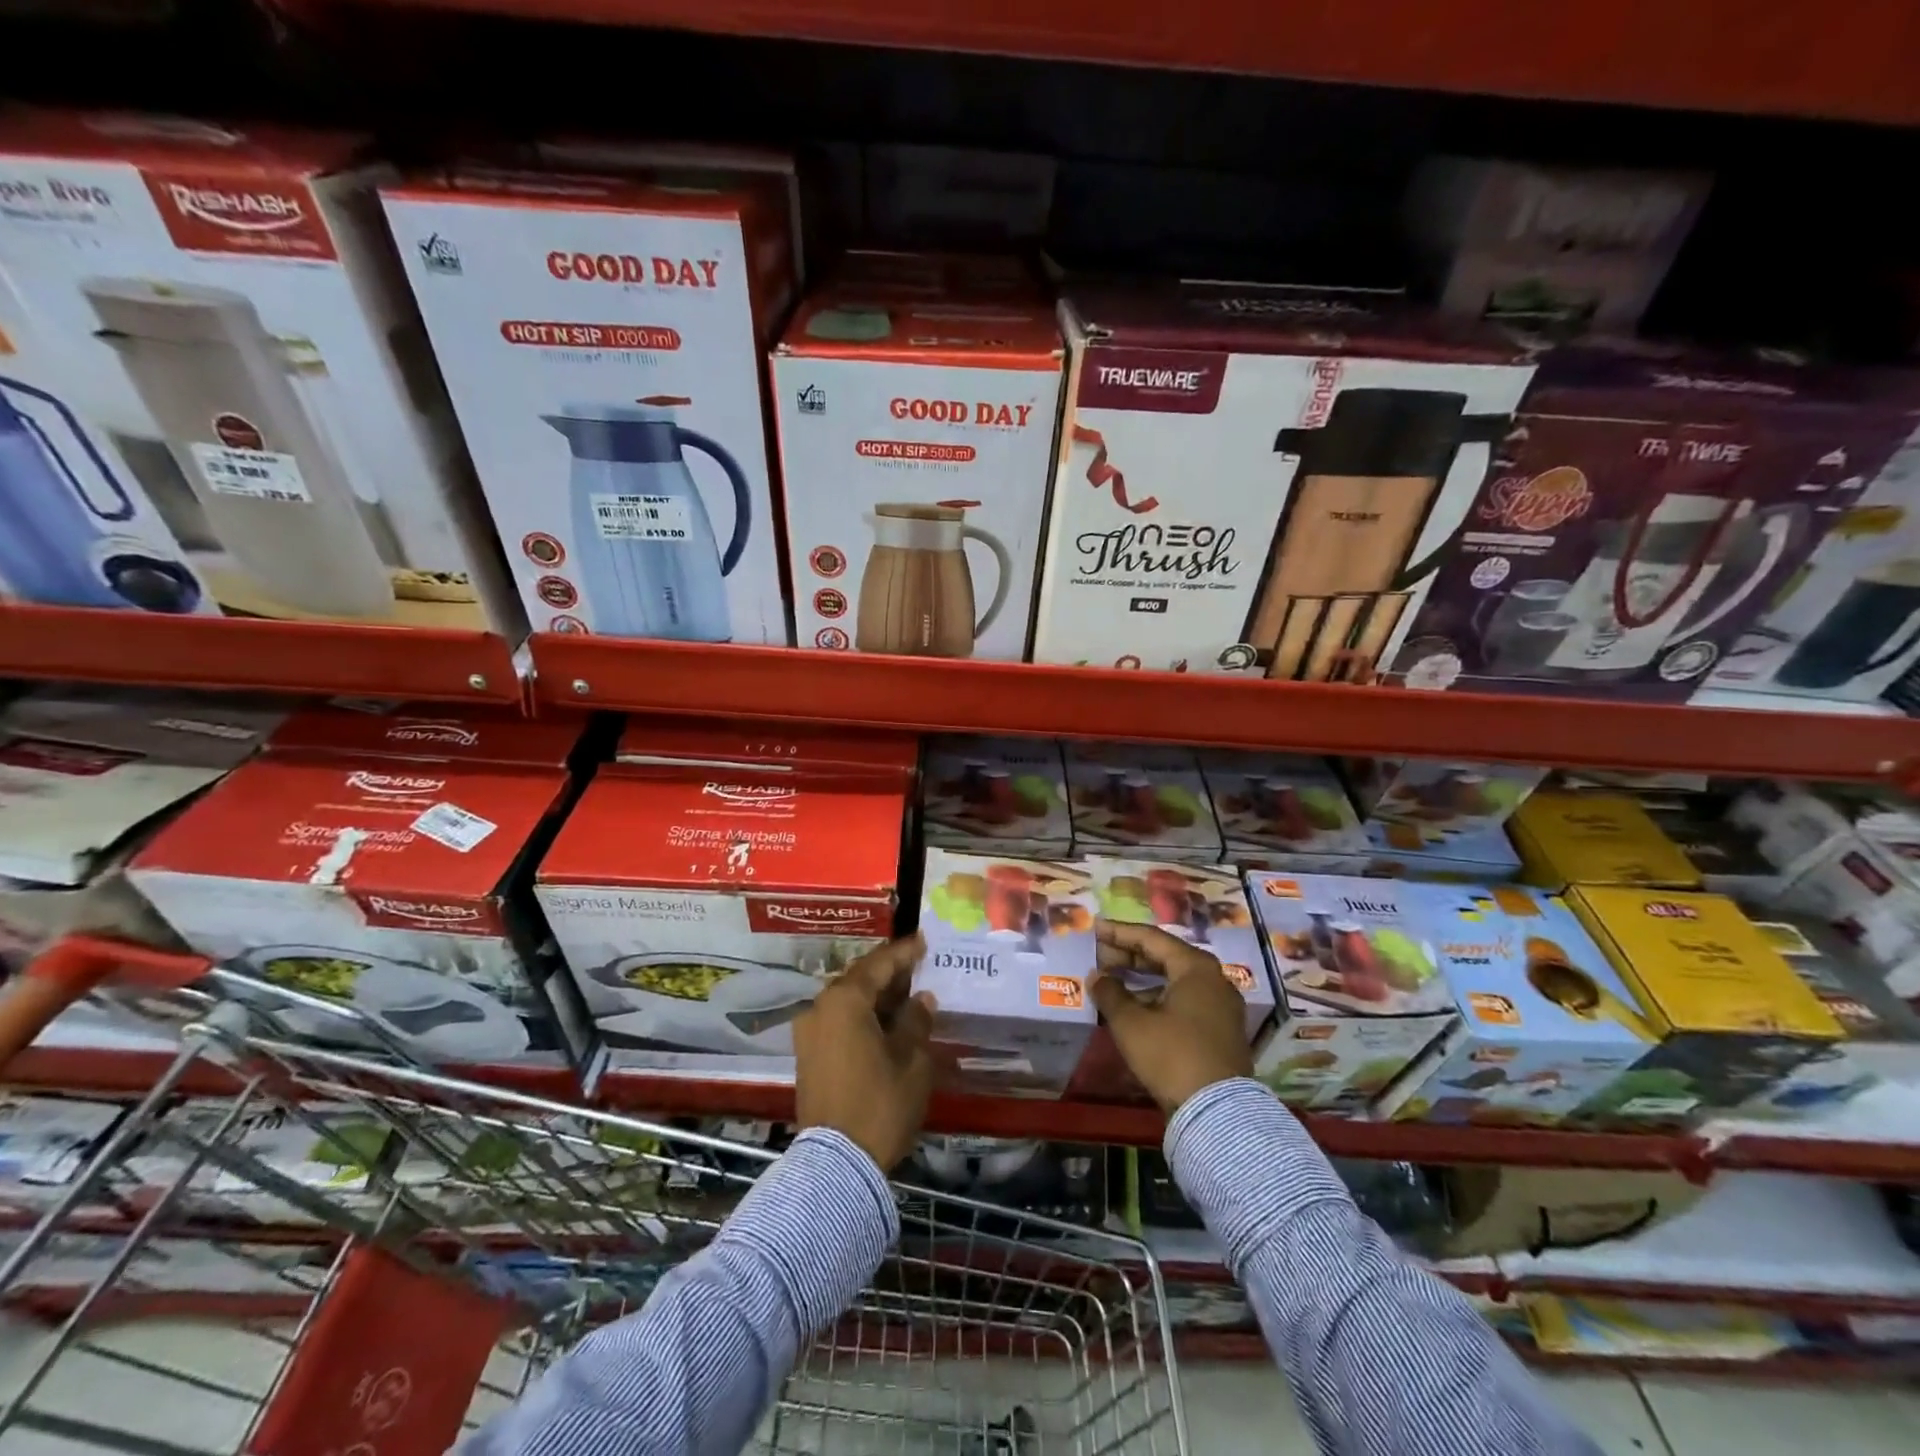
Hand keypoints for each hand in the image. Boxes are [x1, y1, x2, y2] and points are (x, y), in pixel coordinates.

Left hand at [794, 934, 935, 1170]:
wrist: (837, 1164)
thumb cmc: (880, 1104)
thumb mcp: (911, 1061)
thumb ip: (916, 1022)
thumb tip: (921, 999)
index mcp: (845, 1000)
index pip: (879, 964)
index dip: (904, 952)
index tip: (924, 940)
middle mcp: (820, 1007)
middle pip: (860, 979)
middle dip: (890, 973)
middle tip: (919, 966)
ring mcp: (809, 1032)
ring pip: (848, 1000)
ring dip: (876, 996)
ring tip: (908, 993)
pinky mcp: (808, 1055)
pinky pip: (839, 1021)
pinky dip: (862, 1015)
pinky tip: (887, 1022)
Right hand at [1089, 922, 1252, 1115]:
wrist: (1217, 1113)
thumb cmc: (1172, 1055)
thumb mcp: (1131, 1023)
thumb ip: (1110, 993)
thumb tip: (1096, 976)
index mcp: (1196, 967)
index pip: (1151, 938)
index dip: (1119, 933)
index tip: (1095, 929)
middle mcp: (1214, 979)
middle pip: (1166, 957)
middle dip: (1130, 956)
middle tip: (1100, 956)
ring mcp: (1221, 1006)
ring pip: (1175, 981)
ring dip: (1142, 979)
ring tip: (1112, 983)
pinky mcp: (1220, 1031)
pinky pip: (1184, 1001)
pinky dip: (1158, 998)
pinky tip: (1134, 1009)